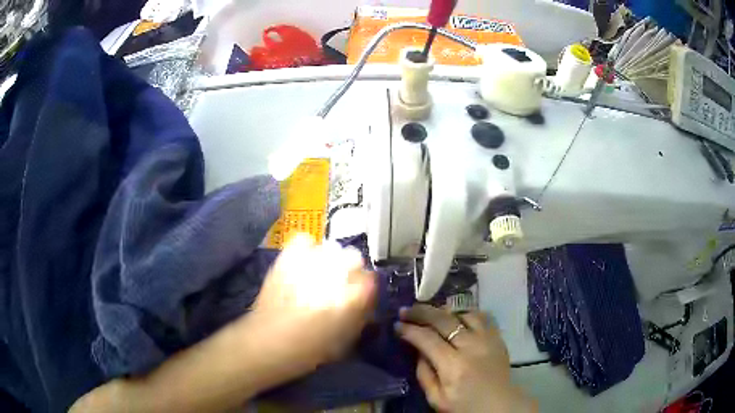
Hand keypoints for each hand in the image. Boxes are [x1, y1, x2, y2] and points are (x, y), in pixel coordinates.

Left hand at [243, 234, 375, 381]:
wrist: (268, 341)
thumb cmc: (310, 349)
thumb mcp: (346, 340)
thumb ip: (361, 316)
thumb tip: (367, 301)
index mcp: (353, 296)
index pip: (371, 279)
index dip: (366, 288)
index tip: (361, 296)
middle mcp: (335, 273)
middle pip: (354, 258)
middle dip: (351, 271)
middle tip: (340, 286)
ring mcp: (310, 262)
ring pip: (332, 248)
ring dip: (330, 261)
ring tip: (320, 274)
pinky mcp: (288, 257)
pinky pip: (305, 240)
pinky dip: (308, 249)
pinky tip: (304, 263)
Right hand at [395, 305, 536, 412]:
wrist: (499, 406)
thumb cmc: (465, 406)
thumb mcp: (436, 399)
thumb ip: (424, 374)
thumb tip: (418, 350)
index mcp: (454, 366)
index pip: (427, 339)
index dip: (409, 330)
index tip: (397, 324)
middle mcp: (471, 347)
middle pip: (444, 320)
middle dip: (421, 312)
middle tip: (406, 310)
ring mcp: (488, 339)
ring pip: (464, 313)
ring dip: (445, 311)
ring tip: (432, 313)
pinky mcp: (498, 338)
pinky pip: (483, 316)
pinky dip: (467, 313)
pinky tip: (458, 317)